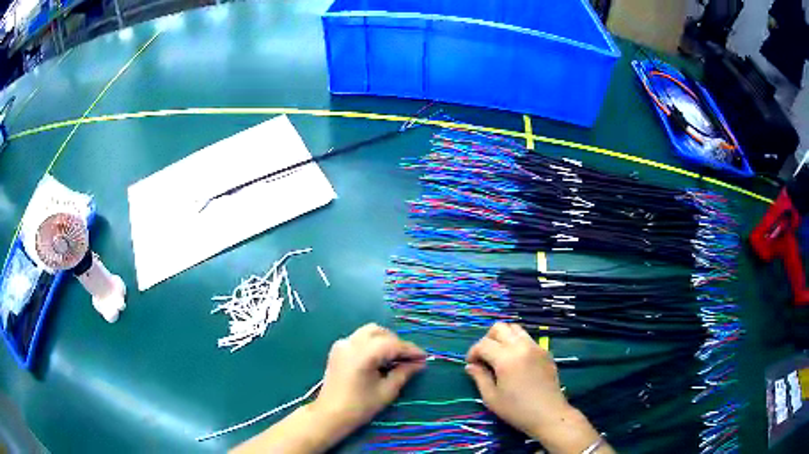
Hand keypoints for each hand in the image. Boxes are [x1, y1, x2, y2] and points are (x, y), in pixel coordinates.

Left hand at [310, 323, 426, 436]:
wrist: (330, 414)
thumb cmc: (359, 406)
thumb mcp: (387, 391)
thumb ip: (404, 373)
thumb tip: (419, 363)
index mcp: (363, 353)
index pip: (393, 344)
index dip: (410, 350)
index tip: (424, 357)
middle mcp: (351, 343)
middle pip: (380, 333)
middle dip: (397, 343)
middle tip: (410, 359)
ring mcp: (342, 344)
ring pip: (369, 332)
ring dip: (385, 341)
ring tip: (396, 358)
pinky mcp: (337, 349)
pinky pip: (359, 338)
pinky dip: (372, 343)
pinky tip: (379, 358)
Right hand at [466, 323, 607, 452]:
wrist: (548, 414)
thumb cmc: (517, 410)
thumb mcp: (491, 398)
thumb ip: (479, 378)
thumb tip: (471, 366)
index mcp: (506, 358)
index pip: (483, 344)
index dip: (473, 352)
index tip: (471, 365)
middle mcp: (522, 346)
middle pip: (500, 328)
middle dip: (488, 339)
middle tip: (484, 357)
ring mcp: (536, 347)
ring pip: (515, 329)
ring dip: (504, 337)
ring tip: (500, 355)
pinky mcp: (545, 351)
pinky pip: (527, 338)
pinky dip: (517, 343)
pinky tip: (516, 361)